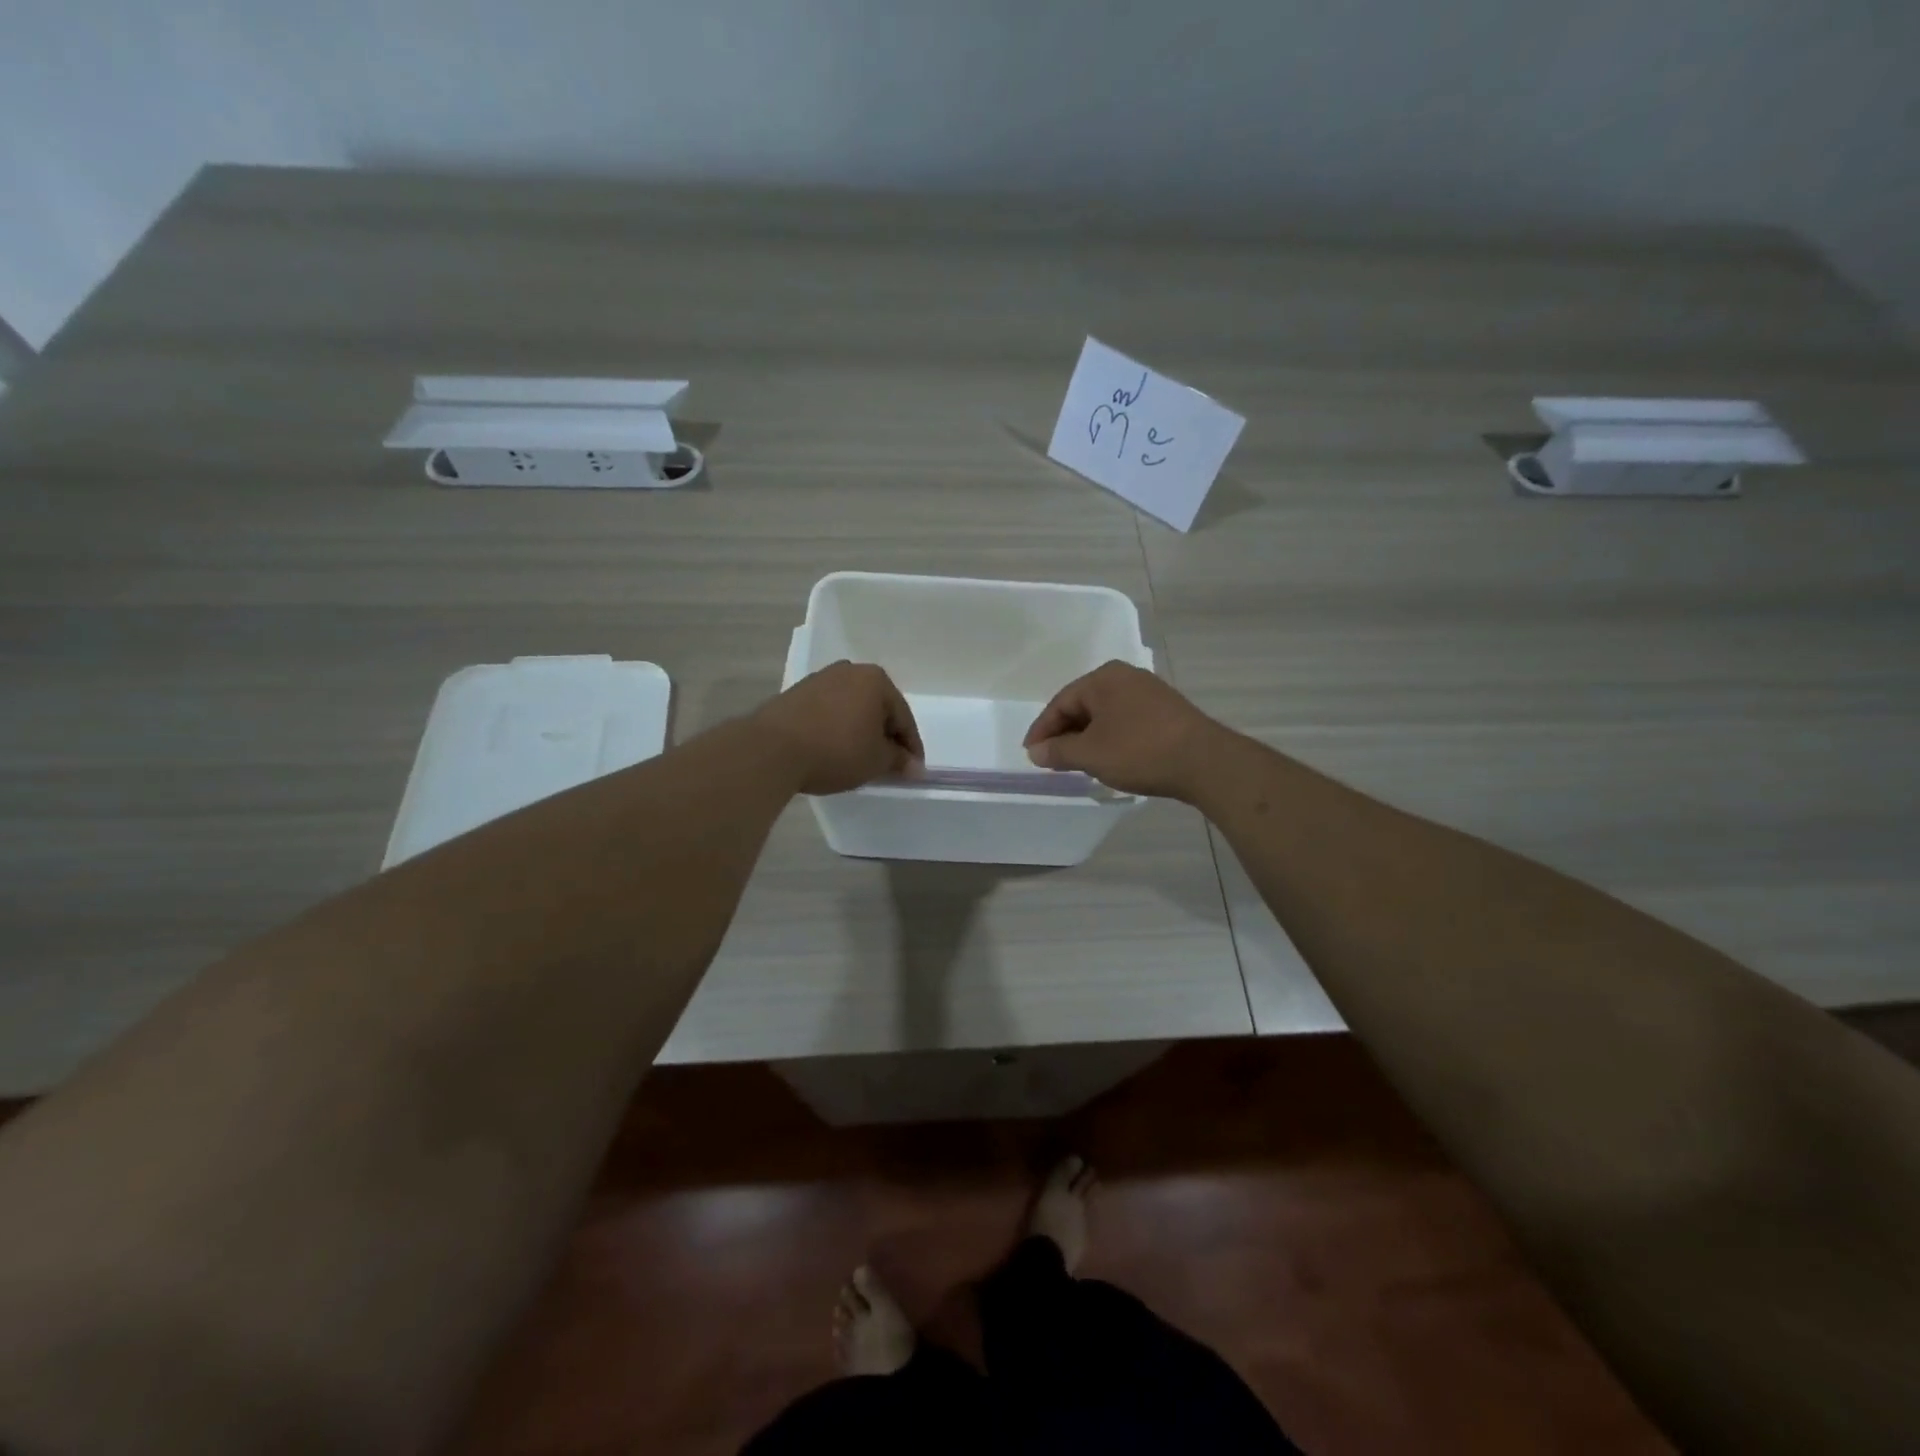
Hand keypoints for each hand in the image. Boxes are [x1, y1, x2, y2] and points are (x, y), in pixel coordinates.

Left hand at [751, 661, 924, 795]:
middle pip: (877, 708)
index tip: (913, 770)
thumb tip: (914, 766)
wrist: (771, 749)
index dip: (911, 747)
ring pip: (852, 708)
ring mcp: (820, 679)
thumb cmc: (835, 750)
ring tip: (860, 758)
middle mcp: (849, 670)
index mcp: (876, 680)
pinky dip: (837, 728)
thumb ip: (899, 760)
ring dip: (860, 731)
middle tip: (889, 763)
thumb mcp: (876, 760)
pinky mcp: (796, 693)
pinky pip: (829, 712)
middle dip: (885, 735)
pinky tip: (834, 749)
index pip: (903, 717)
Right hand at [1023, 661, 1225, 799]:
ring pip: (1106, 714)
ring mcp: (1150, 691)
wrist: (1204, 762)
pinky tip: (1110, 756)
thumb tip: (1036, 751)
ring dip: (1088, 736)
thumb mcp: (1090, 754)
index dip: (1042, 730)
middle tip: (1051, 758)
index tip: (1031, 754)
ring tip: (1078, 761)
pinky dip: (1110, 736)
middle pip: (1083, 705)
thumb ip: (1058, 751)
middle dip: (1065, 732)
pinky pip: (1126, 719)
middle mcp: (1126, 677)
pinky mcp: (1167, 710)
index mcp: (1103, 678)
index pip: (1061, 702)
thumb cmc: (1139, 751)